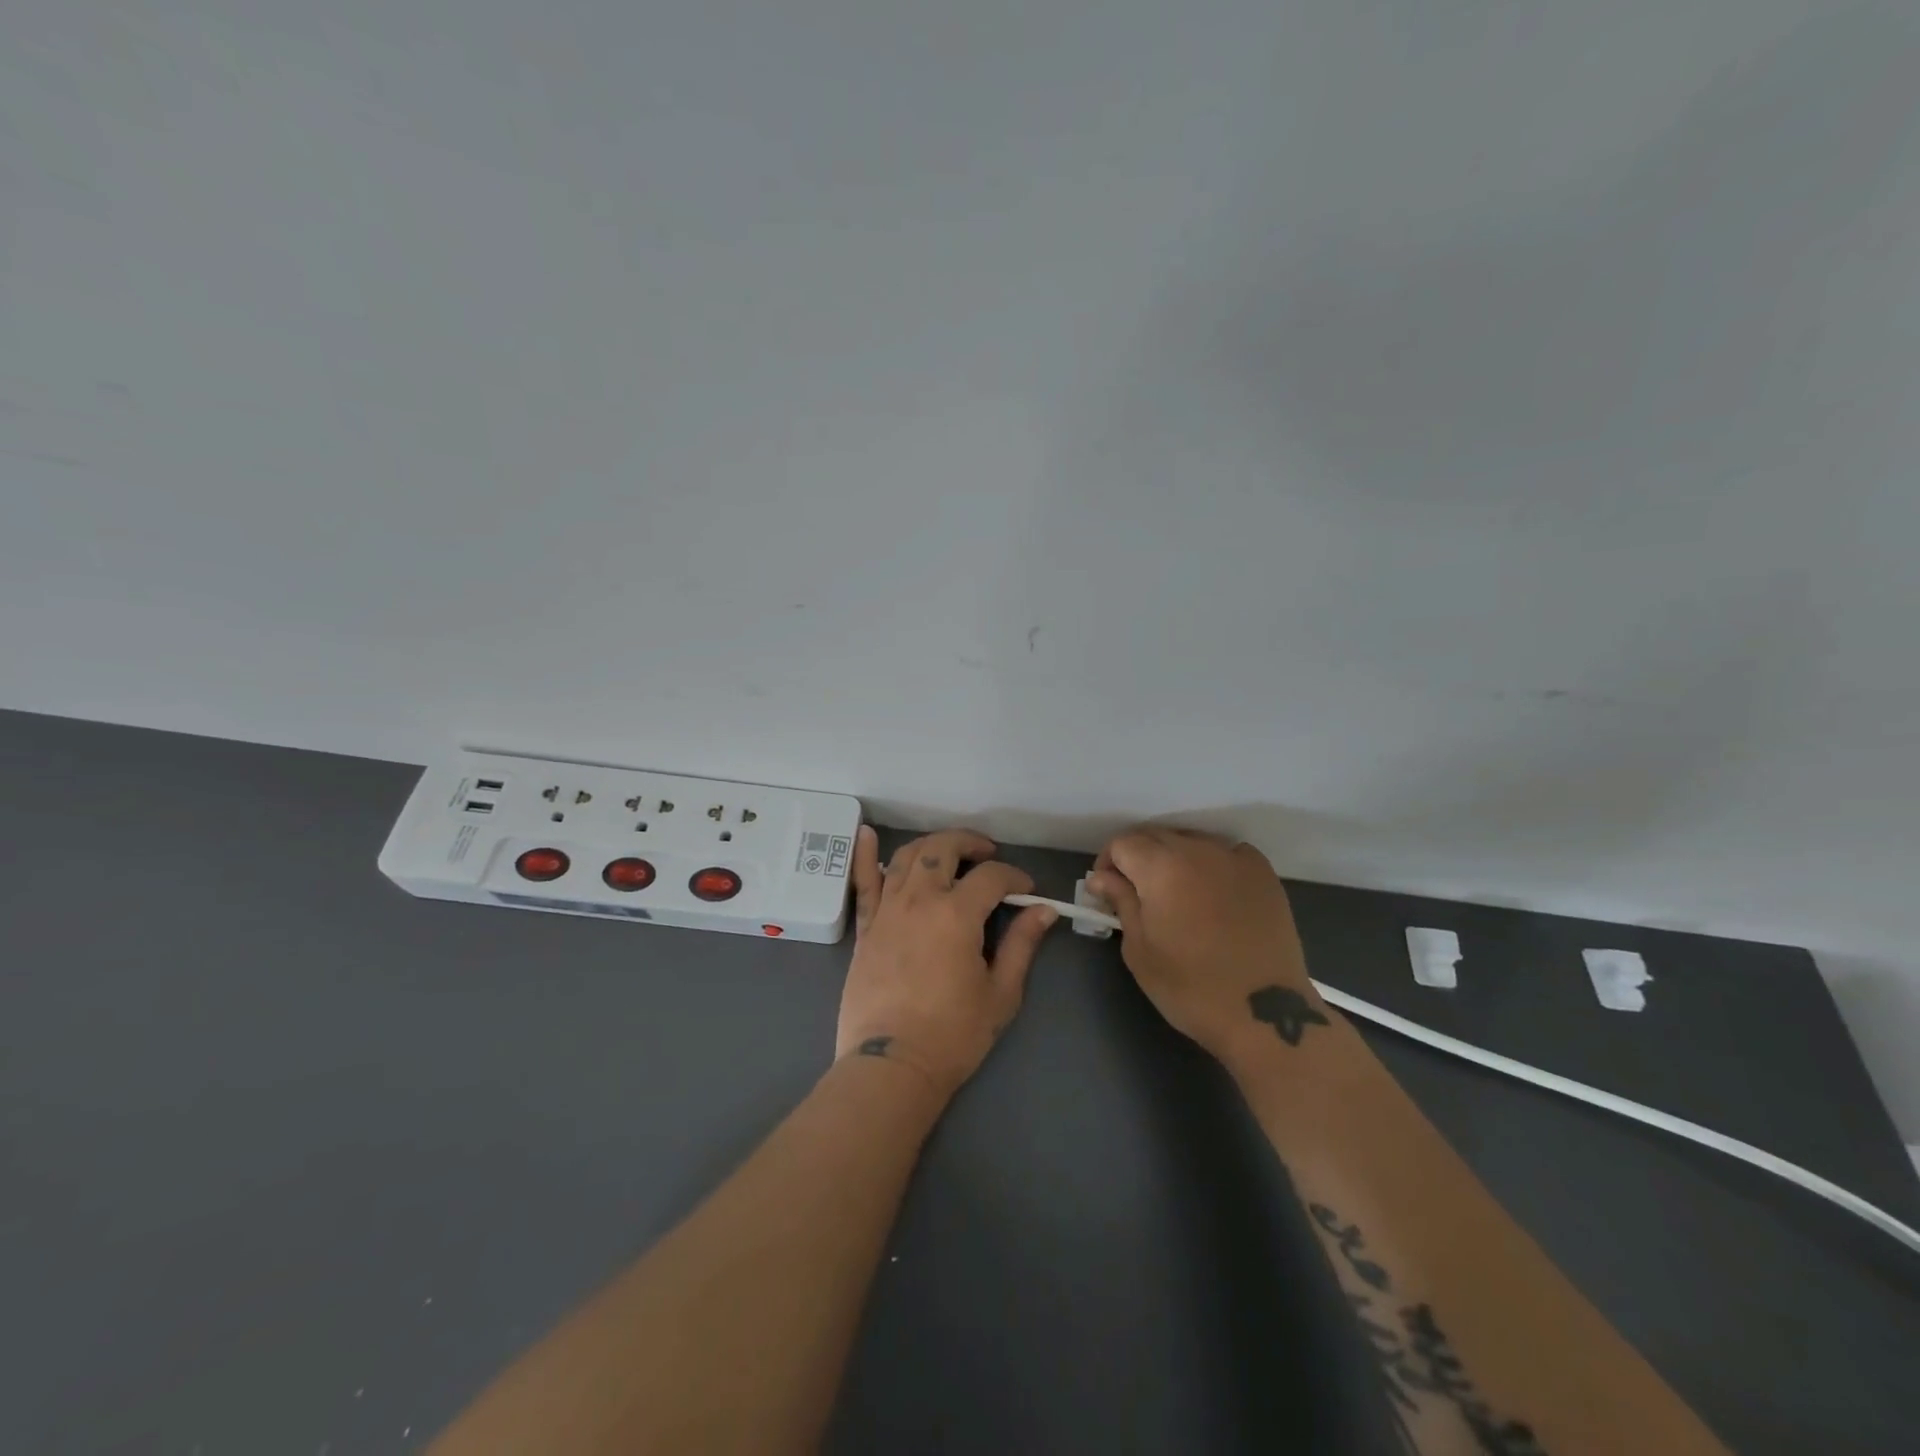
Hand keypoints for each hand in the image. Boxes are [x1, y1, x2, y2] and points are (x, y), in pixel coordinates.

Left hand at [836, 826, 1058, 1100]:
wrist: (893, 1065)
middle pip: (943, 849)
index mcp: (957, 915)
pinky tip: (867, 833)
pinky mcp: (865, 927)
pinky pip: (862, 882)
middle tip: (987, 855)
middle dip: (970, 843)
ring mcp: (887, 910)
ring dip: (931, 846)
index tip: (1026, 889)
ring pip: (906, 857)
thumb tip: (1044, 910)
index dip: (1014, 876)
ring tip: (948, 853)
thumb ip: (1022, 945)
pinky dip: (865, 854)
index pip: (991, 877)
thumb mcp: (1001, 992)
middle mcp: (919, 901)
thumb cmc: (953, 1034)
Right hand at [1086, 827, 1322, 1063]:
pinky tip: (1213, 892)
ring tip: (1176, 894)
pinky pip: (1226, 852)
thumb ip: (1121, 902)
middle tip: (1136, 894)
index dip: (1107, 863)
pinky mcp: (1263, 873)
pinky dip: (1211, 863)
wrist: (1265, 1014)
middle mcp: (1197, 850)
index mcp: (1160, 867)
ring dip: (1174, 858)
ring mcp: (1235, 858)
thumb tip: (1101, 878)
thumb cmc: (1191, 988)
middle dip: (1138, 858)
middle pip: (1155, 836)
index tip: (1107, 892)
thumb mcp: (1140, 950)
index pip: (1122, 843)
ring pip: (1191, 841)